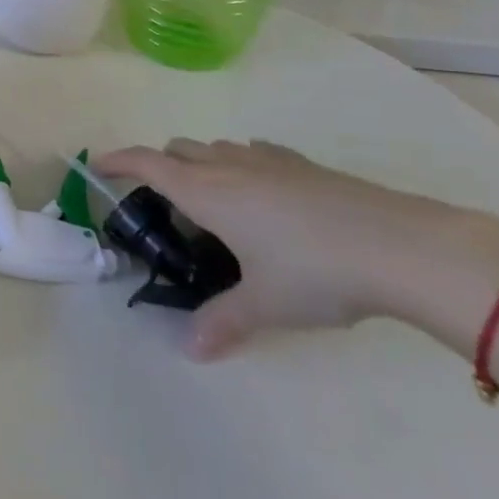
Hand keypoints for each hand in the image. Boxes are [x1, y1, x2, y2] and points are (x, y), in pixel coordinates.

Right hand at [94, 139, 498, 360]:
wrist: (401, 246)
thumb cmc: (316, 271)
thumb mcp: (265, 303)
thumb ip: (223, 321)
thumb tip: (192, 349)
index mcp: (206, 191)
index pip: (147, 163)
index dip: (117, 160)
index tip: (96, 165)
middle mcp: (228, 166)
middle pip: (178, 149)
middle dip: (162, 166)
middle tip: (168, 206)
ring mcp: (268, 160)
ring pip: (216, 148)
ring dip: (203, 165)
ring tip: (218, 206)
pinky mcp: (304, 165)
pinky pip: (255, 154)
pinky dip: (243, 166)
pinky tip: (266, 198)